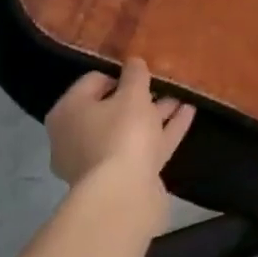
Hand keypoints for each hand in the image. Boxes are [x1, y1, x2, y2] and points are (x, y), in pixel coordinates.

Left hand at [45, 59, 194, 231]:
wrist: (124, 194)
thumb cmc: (121, 133)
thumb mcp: (132, 94)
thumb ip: (135, 74)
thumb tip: (134, 61)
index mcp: (69, 112)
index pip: (93, 81)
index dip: (120, 73)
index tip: (143, 69)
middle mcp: (77, 136)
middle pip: (112, 108)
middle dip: (140, 96)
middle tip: (164, 83)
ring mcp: (100, 161)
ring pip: (132, 129)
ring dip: (156, 112)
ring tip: (183, 95)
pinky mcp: (123, 177)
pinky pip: (145, 146)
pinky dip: (165, 130)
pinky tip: (188, 113)